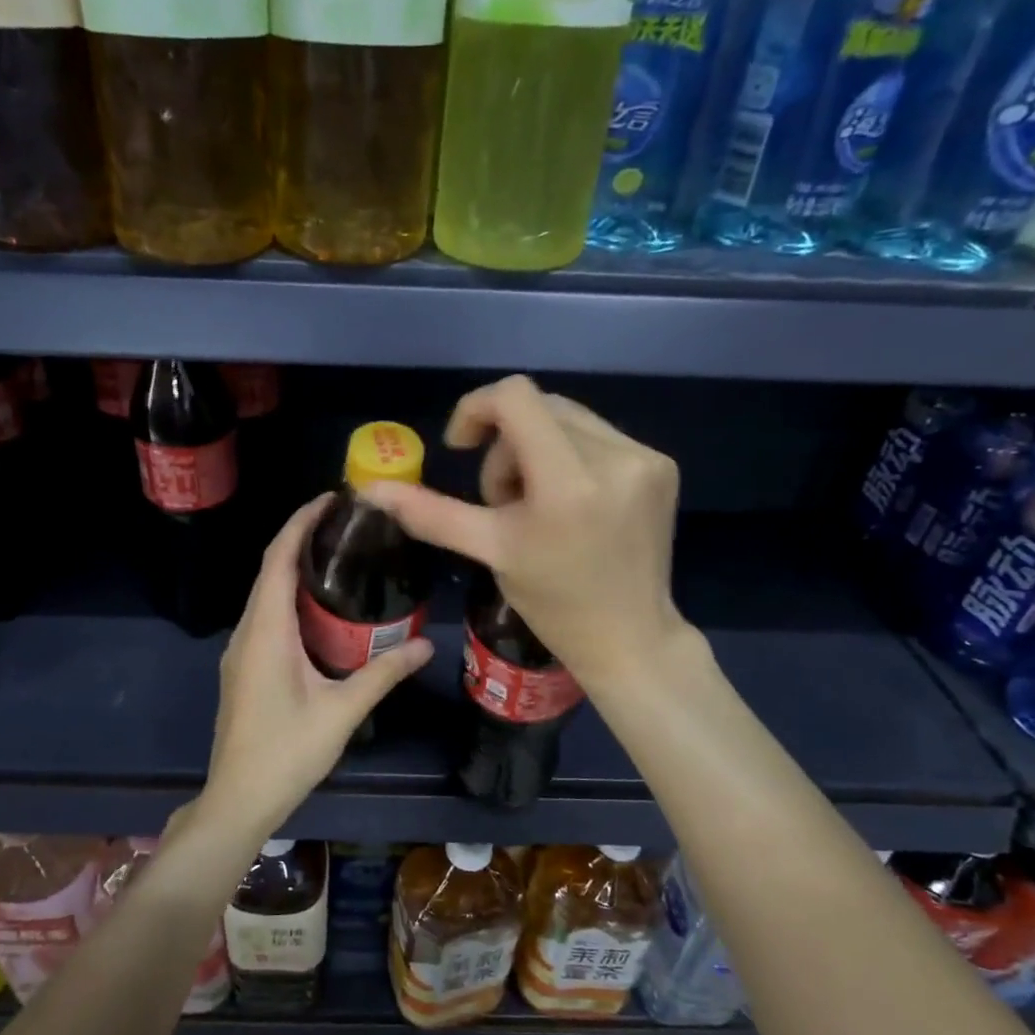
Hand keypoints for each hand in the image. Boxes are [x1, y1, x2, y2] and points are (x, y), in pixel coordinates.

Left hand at [197, 496, 434, 847]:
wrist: (238, 798)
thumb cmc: (287, 753)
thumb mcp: (342, 712)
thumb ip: (383, 673)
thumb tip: (428, 646)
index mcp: (266, 631)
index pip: (278, 559)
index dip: (300, 522)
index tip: (331, 499)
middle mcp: (247, 631)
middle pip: (269, 569)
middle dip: (301, 537)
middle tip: (347, 523)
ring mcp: (241, 650)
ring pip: (265, 593)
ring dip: (295, 567)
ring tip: (339, 555)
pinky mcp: (244, 667)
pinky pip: (265, 615)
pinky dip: (289, 596)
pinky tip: (320, 607)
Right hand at [364, 375, 689, 688]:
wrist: (629, 637)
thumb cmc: (553, 602)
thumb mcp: (490, 551)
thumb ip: (431, 514)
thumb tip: (372, 490)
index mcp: (568, 482)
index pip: (515, 398)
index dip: (476, 409)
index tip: (463, 446)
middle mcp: (615, 457)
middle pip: (539, 407)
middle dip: (507, 444)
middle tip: (504, 500)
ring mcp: (645, 459)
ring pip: (569, 419)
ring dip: (538, 449)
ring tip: (538, 505)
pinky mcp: (662, 465)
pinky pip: (599, 436)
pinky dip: (571, 457)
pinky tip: (572, 503)